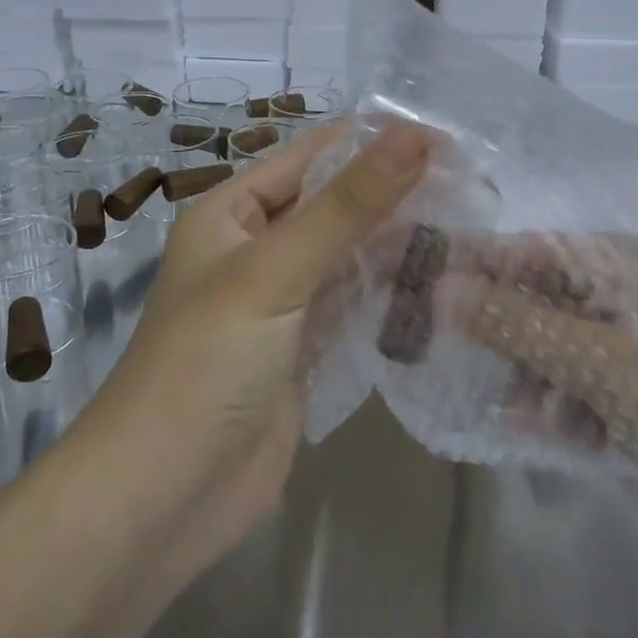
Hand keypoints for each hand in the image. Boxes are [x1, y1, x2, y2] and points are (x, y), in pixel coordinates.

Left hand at [80, 120, 432, 571]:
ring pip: (350, 255)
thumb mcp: (275, 271)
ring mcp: (283, 302)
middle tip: (474, 181)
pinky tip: (441, 279)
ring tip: (472, 222)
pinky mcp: (305, 350)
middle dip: (395, 192)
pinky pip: (355, 304)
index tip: (448, 135)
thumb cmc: (207, 363)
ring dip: (399, 241)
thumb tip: (415, 136)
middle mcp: (257, 248)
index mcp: (233, 212)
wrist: (163, 501)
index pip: (313, 156)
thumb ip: (348, 205)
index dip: (375, 141)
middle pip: (335, 204)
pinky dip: (391, 291)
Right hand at [435, 231, 637, 539]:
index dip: (488, 261)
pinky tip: (541, 429)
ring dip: (535, 373)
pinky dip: (564, 406)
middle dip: (509, 326)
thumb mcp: (602, 364)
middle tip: (450, 342)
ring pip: (569, 348)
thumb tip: (435, 286)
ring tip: (517, 410)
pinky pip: (591, 389)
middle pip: (556, 298)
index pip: (550, 249)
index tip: (428, 271)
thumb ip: (515, 323)